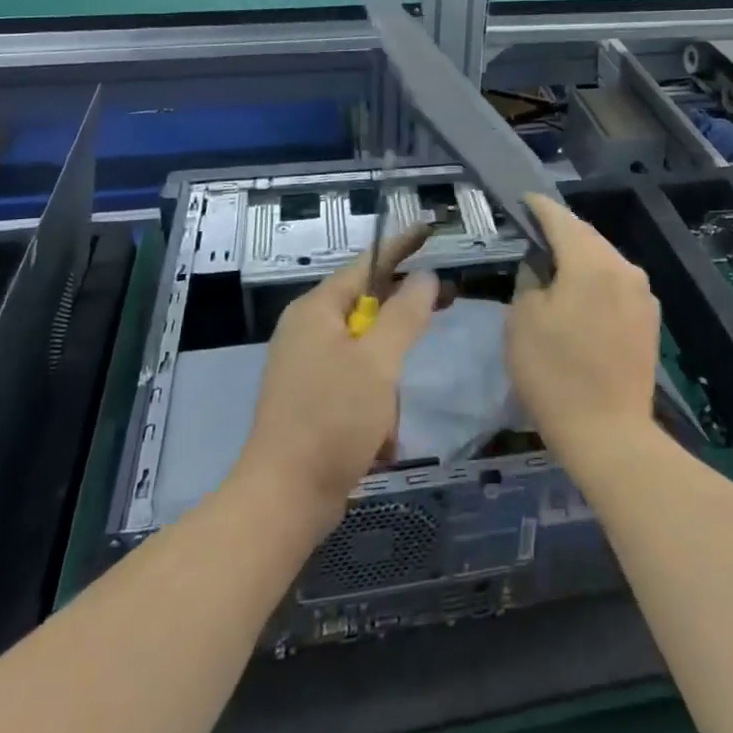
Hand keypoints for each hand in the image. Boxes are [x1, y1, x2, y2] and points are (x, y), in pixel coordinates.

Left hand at [236, 227, 437, 529]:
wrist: (284, 500)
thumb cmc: (332, 420)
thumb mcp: (377, 362)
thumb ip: (405, 314)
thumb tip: (425, 277)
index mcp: (316, 311)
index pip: (366, 264)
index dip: (401, 247)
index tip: (431, 231)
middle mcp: (308, 332)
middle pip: (367, 305)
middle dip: (404, 316)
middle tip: (448, 304)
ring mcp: (307, 368)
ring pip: (366, 350)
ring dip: (388, 376)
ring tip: (395, 412)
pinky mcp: (313, 401)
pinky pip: (355, 383)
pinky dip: (374, 403)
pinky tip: (381, 438)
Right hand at [505, 194, 659, 464]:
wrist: (609, 433)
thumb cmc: (554, 373)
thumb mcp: (522, 320)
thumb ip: (530, 278)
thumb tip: (541, 266)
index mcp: (591, 262)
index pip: (560, 219)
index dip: (539, 207)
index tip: (522, 200)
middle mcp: (623, 268)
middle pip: (587, 236)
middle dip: (561, 231)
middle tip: (534, 231)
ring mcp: (642, 294)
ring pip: (604, 259)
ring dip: (580, 256)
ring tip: (554, 263)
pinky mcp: (649, 319)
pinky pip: (617, 283)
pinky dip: (596, 279)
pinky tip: (581, 295)